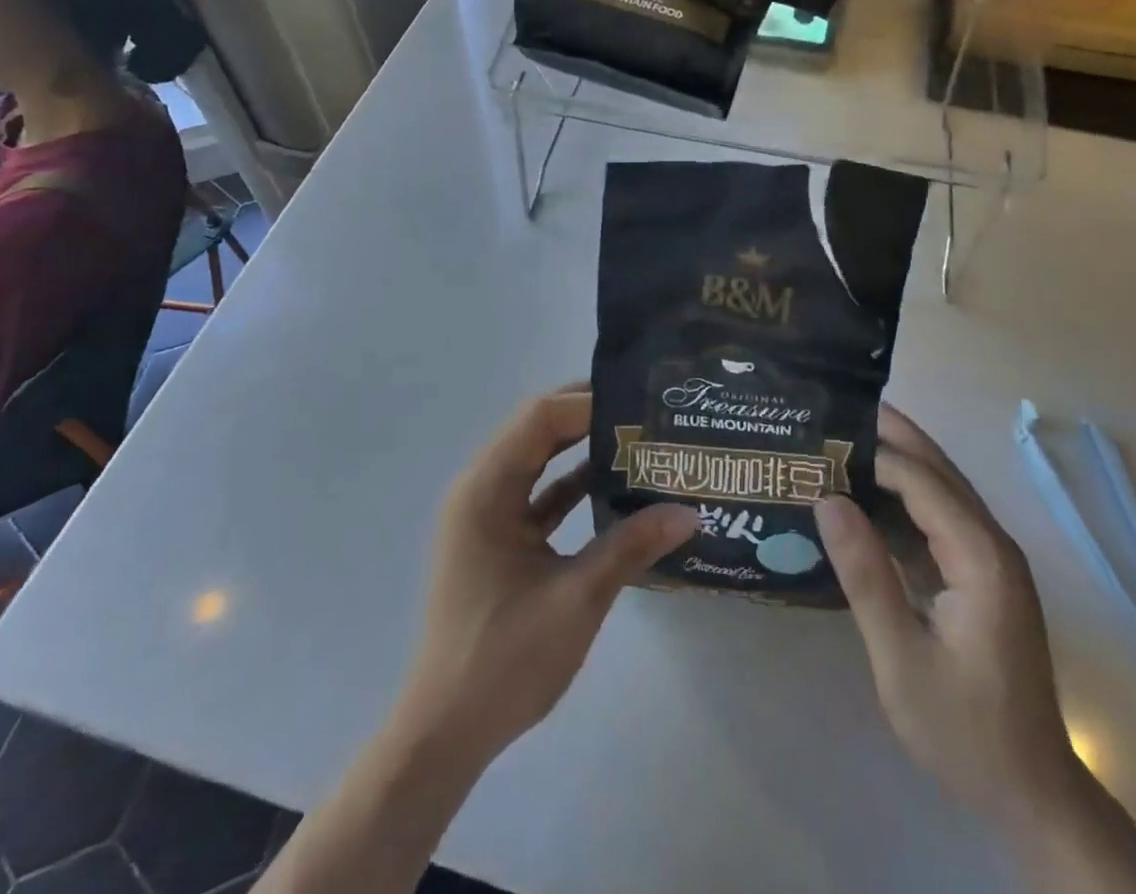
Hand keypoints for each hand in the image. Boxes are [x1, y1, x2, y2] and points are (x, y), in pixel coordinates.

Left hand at [392, 386, 696, 770]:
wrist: (446, 731)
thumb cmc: (504, 659)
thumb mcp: (576, 598)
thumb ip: (630, 546)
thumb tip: (688, 512)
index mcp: (486, 489)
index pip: (540, 418)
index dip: (589, 403)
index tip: (640, 404)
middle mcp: (481, 488)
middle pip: (537, 430)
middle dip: (589, 417)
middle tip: (645, 413)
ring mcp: (487, 514)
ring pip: (538, 460)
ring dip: (583, 449)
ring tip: (639, 440)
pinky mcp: (497, 539)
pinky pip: (539, 494)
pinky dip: (573, 486)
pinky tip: (615, 486)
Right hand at [815, 406, 1074, 815]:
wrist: (1031, 794)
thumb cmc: (964, 730)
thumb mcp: (902, 659)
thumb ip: (866, 575)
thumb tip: (827, 500)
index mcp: (982, 558)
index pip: (922, 482)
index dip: (873, 453)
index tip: (821, 435)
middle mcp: (992, 545)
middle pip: (938, 471)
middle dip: (891, 435)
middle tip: (835, 406)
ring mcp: (989, 560)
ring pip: (939, 491)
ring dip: (895, 461)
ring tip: (841, 437)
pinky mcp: (980, 577)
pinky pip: (937, 520)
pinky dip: (901, 499)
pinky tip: (864, 495)